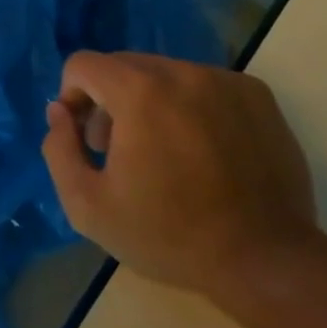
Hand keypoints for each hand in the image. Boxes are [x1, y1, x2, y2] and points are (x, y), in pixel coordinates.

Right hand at [41, 52, 319, 298]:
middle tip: (119, 151)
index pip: (83, 65)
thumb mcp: (89, 206)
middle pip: (124, 66)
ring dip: (150, 102)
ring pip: (165, 75)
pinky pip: (204, 85)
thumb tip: (60, 112)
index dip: (72, 97)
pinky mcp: (257, 96)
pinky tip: (203, 152)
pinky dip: (190, 107)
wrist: (267, 263)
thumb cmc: (170, 236)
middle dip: (109, 101)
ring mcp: (225, 80)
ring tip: (164, 154)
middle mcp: (182, 72)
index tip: (85, 138)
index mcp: (140, 91)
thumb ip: (59, 149)